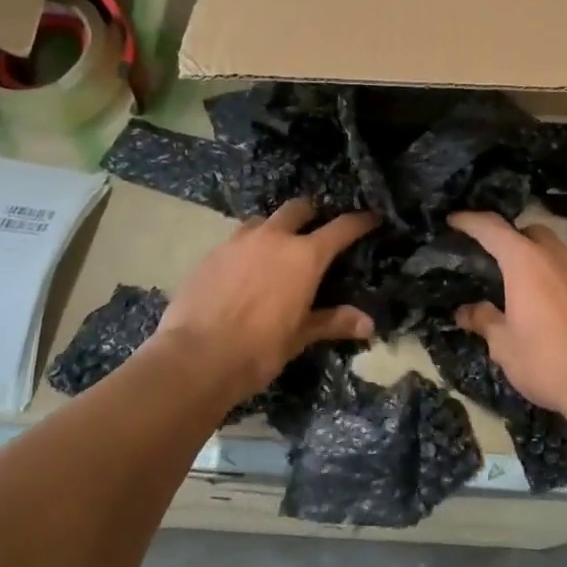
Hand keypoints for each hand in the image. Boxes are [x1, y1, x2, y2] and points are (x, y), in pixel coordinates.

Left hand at [157, 199, 377, 397]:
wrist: (195, 358)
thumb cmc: (259, 348)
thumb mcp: (300, 336)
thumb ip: (334, 321)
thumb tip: (369, 324)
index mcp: (304, 256)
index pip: (341, 228)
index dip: (359, 221)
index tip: (371, 218)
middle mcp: (274, 238)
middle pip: (298, 209)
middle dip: (311, 214)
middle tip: (316, 229)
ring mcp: (239, 241)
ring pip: (264, 220)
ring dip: (275, 228)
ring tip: (276, 248)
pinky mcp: (211, 253)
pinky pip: (236, 239)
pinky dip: (247, 247)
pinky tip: (243, 269)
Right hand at [448, 211, 566, 419]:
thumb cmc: (548, 361)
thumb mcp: (505, 346)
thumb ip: (485, 321)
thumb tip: (467, 311)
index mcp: (526, 262)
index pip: (492, 229)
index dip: (470, 221)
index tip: (454, 220)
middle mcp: (557, 258)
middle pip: (530, 232)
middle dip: (510, 237)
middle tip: (493, 258)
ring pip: (555, 251)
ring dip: (536, 259)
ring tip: (521, 286)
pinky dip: (556, 279)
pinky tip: (550, 308)